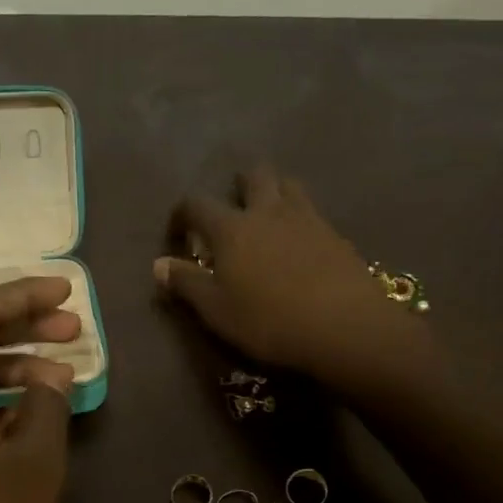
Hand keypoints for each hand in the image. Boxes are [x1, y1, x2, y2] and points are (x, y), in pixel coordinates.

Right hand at [153, 165, 414, 378]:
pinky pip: (313, 212)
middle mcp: (268, 211)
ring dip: (274, 191)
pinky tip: (300, 243)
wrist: (344, 327)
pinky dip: (300, 218)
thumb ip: (186, 284)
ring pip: (289, 185)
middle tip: (232, 209)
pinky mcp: (335, 235)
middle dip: (239, 185)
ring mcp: (307, 218)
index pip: (197, 204)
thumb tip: (158, 265)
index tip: (178, 233)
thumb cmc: (268, 321)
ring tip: (268, 216)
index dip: (182, 214)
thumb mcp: (216, 310)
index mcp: (232, 228)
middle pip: (253, 176)